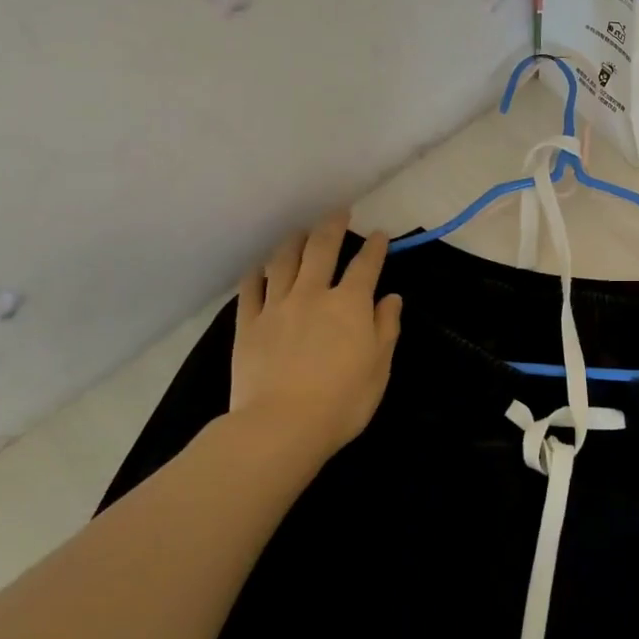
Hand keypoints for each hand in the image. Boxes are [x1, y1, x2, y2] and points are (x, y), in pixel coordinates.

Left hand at [229, 214, 402, 458]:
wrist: (282, 425)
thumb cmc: (343, 400)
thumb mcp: (379, 367)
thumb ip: (385, 328)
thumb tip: (390, 298)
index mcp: (350, 304)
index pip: (366, 265)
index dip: (375, 247)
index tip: (380, 235)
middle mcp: (312, 294)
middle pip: (321, 249)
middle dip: (332, 226)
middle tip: (338, 213)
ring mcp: (276, 306)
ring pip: (283, 261)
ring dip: (293, 242)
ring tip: (299, 233)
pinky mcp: (247, 324)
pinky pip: (250, 289)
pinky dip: (257, 274)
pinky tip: (260, 269)